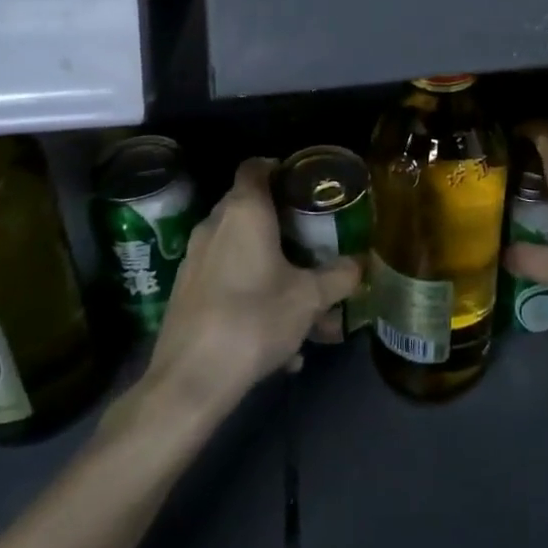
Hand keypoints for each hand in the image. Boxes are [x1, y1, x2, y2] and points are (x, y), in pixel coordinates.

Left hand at [137, 157, 358, 416]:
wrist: (189, 381)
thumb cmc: (254, 319)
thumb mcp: (310, 298)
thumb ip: (339, 276)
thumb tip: (361, 264)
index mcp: (244, 212)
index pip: (256, 166)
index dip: (280, 167)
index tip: (305, 185)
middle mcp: (214, 226)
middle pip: (250, 208)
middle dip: (283, 223)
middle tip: (313, 241)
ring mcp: (195, 260)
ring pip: (241, 249)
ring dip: (271, 266)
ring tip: (304, 303)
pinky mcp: (186, 292)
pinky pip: (228, 280)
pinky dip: (253, 294)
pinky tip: (278, 339)